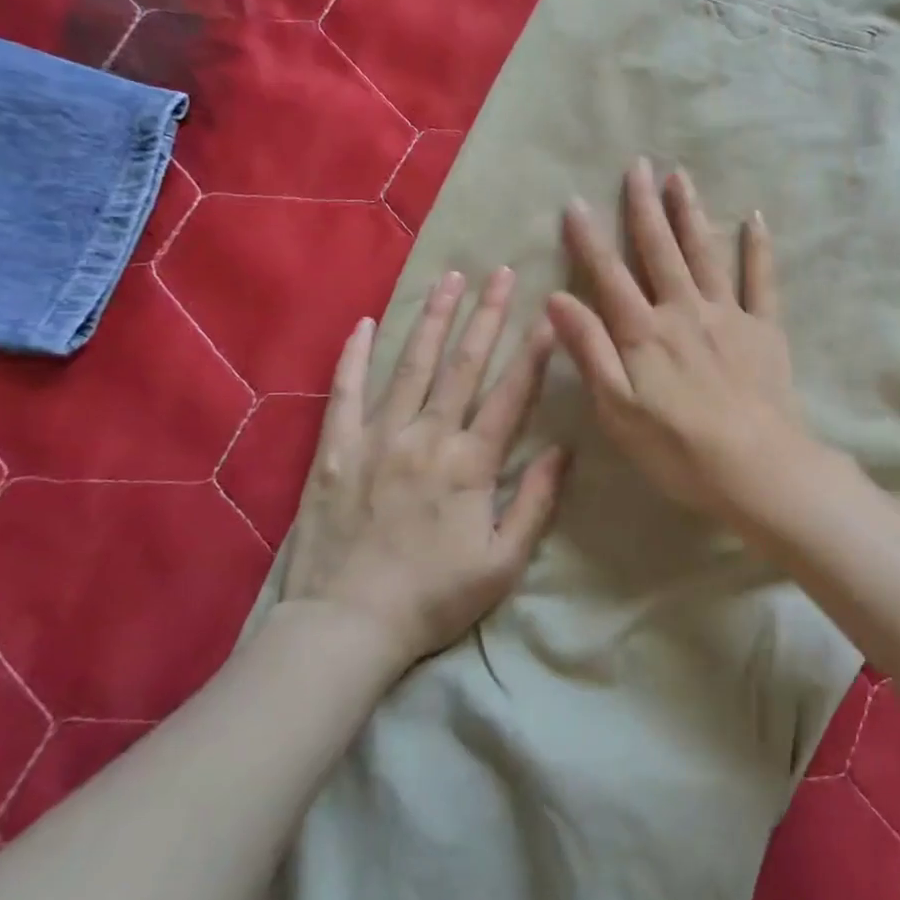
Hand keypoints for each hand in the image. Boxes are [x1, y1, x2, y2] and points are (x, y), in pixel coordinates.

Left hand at [280, 269, 565, 665]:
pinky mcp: (336, 449)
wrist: (346, 626)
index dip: (533, 353)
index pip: (511, 394)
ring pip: (412, 366)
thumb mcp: (503, 562)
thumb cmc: (434, 597)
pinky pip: (345, 392)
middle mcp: (427, 436)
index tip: (550, 315)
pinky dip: (355, 356)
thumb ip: (535, 502)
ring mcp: (377, 437)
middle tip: (501, 273)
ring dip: (433, 320)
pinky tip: (365, 323)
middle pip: (463, 365)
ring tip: (450, 278)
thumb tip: (564, 450)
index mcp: (470, 463)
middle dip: (486, 315)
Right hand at [546, 158, 817, 525]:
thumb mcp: (617, 410)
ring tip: (680, 176)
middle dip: (645, 206)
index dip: (589, 239)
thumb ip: (589, 351)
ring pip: (706, 252)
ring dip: (691, 213)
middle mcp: (684, 310)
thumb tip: (557, 299)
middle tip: (638, 165)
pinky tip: (754, 218)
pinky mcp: (765, 328)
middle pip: (660, 250)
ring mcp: (729, 315)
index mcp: (644, 332)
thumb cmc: (678, 449)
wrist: (757, 467)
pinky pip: (762, 280)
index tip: (575, 202)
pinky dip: (758, 248)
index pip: (609, 275)